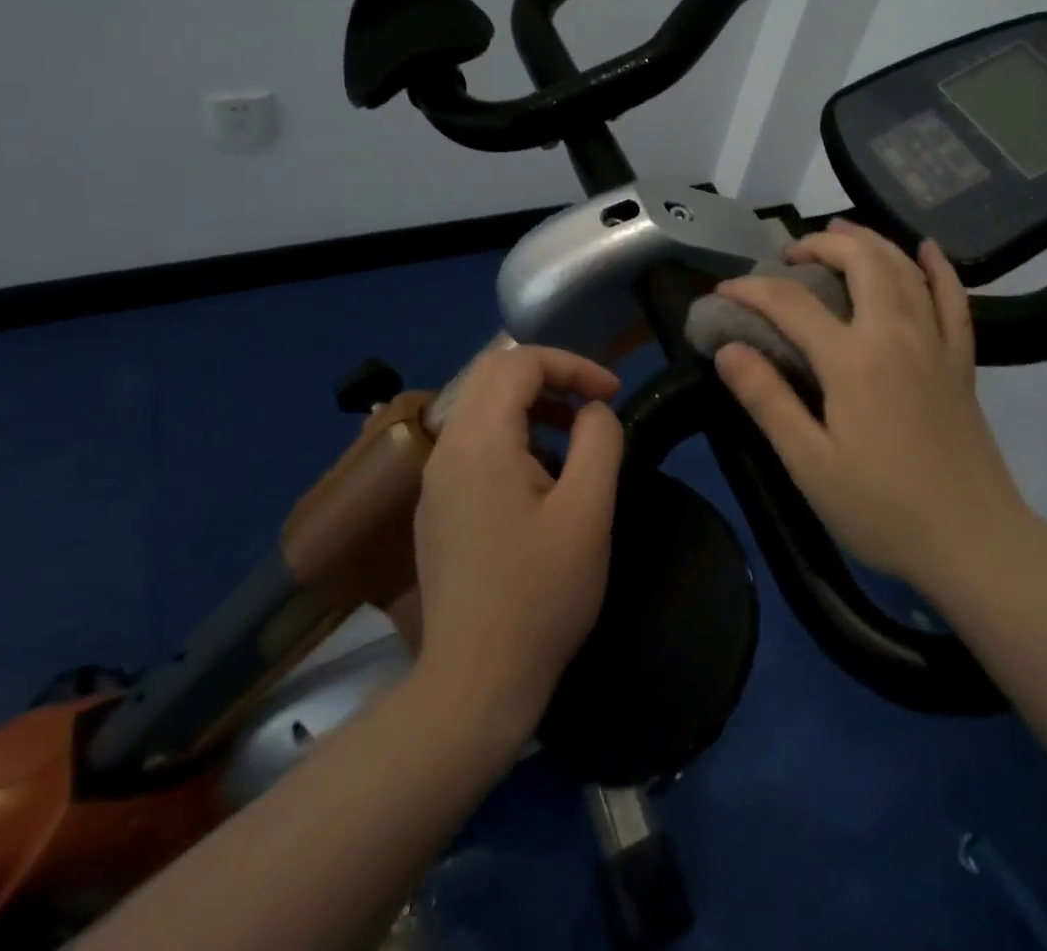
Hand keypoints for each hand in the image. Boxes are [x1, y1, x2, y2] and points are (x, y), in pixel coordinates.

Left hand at [412, 345, 623, 748]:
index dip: (572, 364)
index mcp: (479, 441)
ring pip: (481, 408)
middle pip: (494, 375)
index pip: (519, 361)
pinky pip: (473, 444)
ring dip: (531, 407)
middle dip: (550, 377)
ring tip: (574, 442)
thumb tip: (593, 411)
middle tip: (593, 406)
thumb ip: (599, 441)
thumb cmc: (540, 595)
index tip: (611, 394)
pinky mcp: (436, 508)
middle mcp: (446, 448)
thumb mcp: (588, 511)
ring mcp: (434, 480)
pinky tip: (541, 481)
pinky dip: (512, 437)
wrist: (474, 684)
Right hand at [712, 220, 1034, 599]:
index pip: (790, 302)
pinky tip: (926, 249)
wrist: (974, 542)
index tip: (723, 290)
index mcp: (852, 360)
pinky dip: (939, 268)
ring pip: (904, 268)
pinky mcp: (961, 362)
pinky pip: (954, 299)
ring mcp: (935, 343)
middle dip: (819, 244)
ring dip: (869, 241)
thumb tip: (727, 349)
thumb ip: (767, 399)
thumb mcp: (809, 464)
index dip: (751, 289)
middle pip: (860, 261)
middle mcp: (896, 334)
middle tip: (788, 255)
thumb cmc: (883, 509)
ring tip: (840, 233)